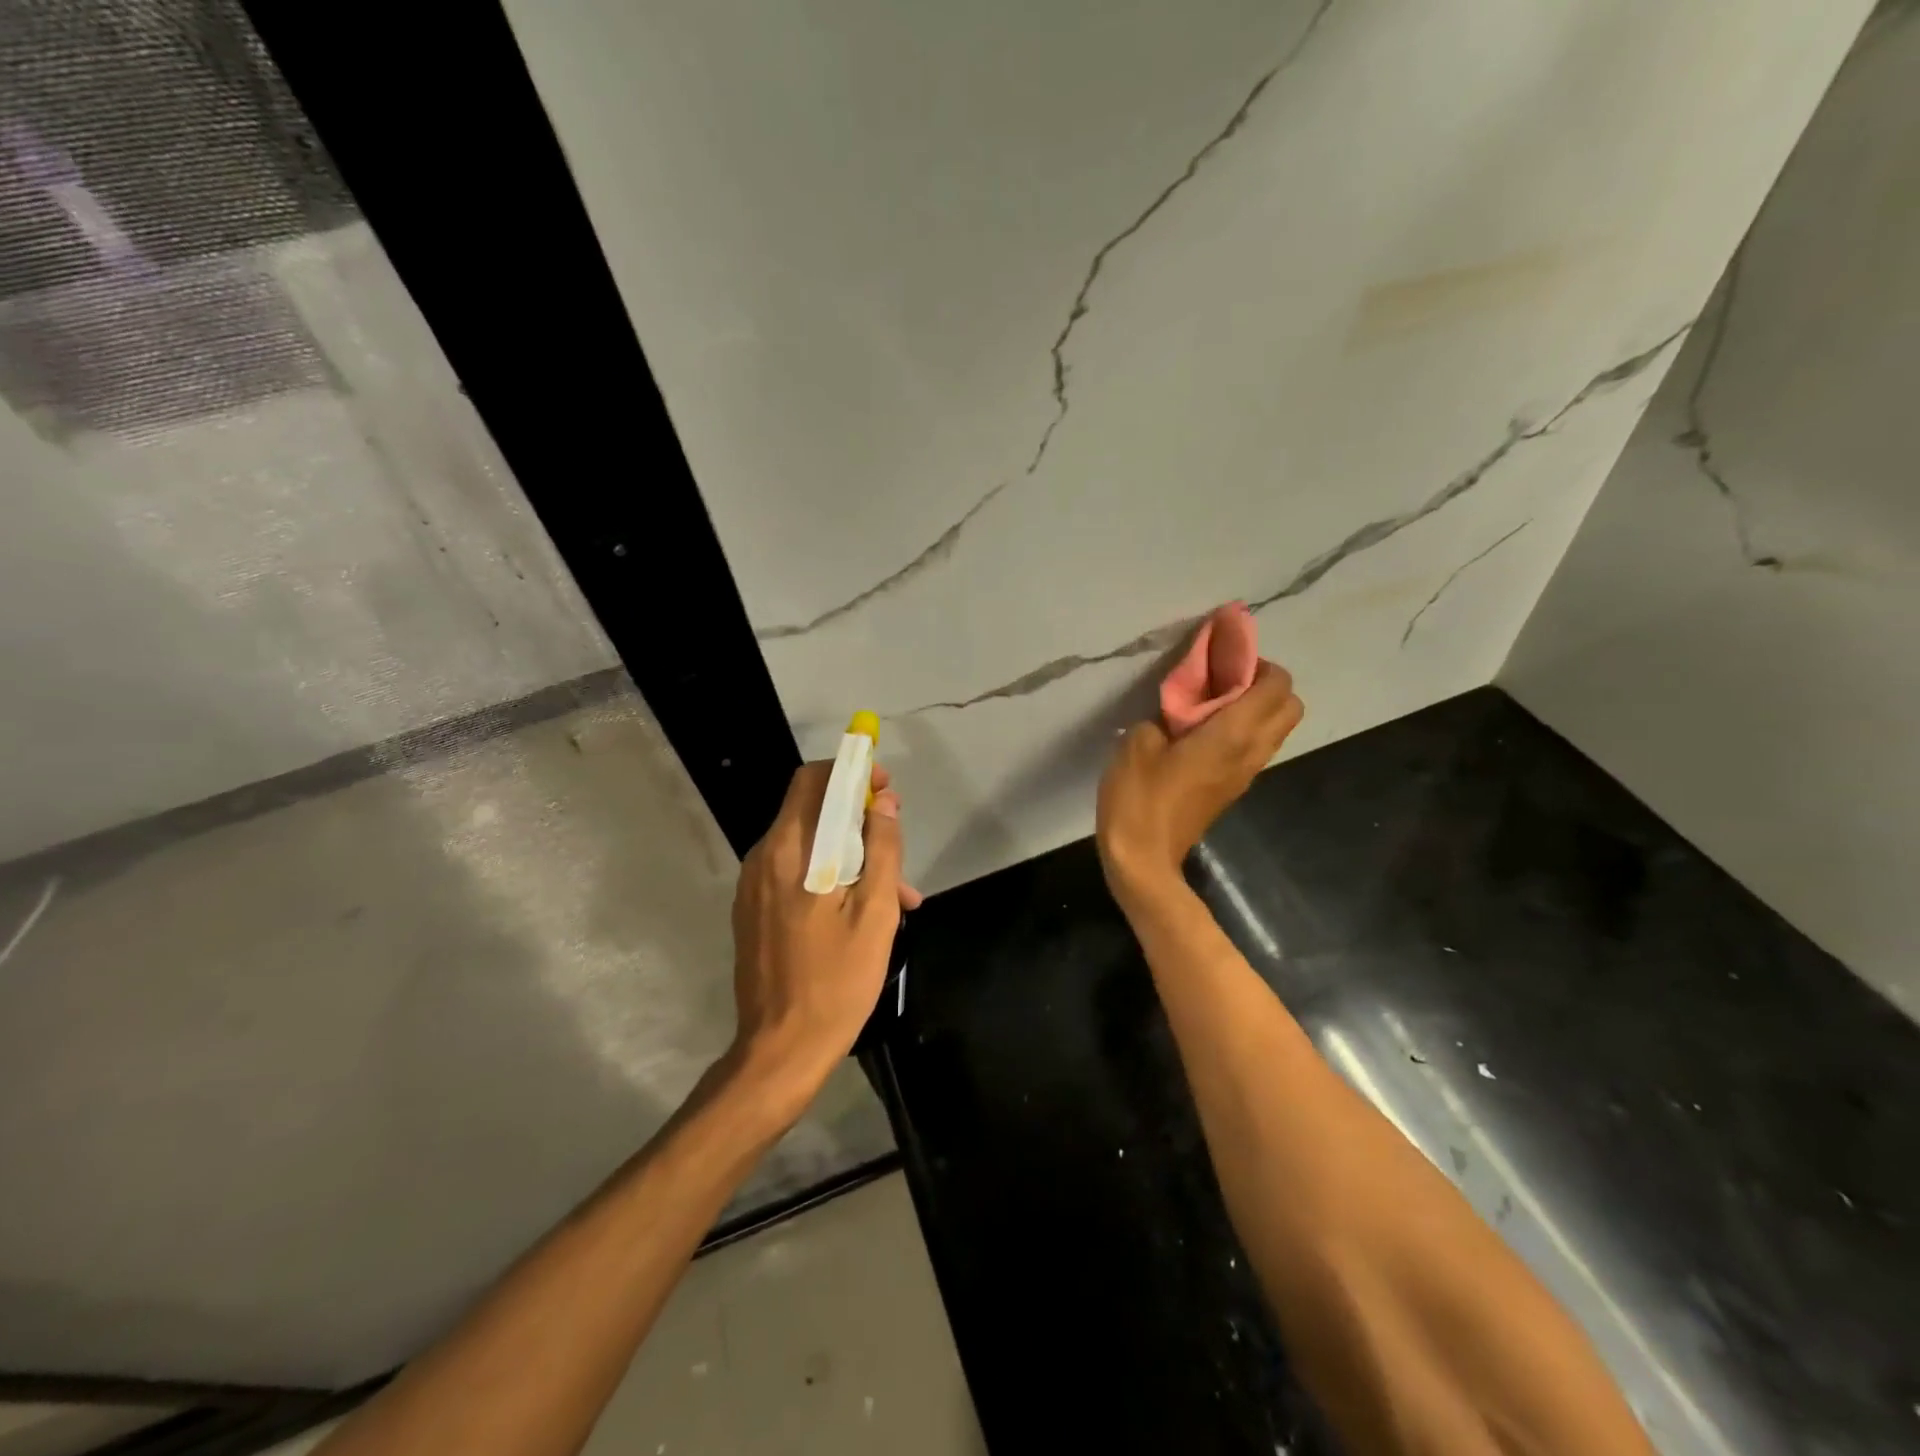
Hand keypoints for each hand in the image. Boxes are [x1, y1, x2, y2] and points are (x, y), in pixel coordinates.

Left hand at [727, 760, 921, 1103]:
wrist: (780, 1051)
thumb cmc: (836, 981)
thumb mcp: (875, 912)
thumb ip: (882, 848)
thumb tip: (883, 801)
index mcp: (789, 851)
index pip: (813, 780)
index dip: (852, 772)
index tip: (885, 787)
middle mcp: (763, 859)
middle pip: (811, 811)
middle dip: (859, 819)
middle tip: (897, 846)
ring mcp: (753, 887)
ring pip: (809, 846)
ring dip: (851, 854)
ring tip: (896, 895)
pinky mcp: (754, 912)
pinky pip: (796, 874)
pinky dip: (830, 876)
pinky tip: (862, 912)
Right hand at [1096, 660, 1303, 895]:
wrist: (1143, 859)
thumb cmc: (1139, 798)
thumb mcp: (1138, 743)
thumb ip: (1163, 716)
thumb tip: (1176, 714)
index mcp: (1233, 734)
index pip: (1276, 685)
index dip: (1256, 663)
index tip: (1221, 660)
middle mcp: (1251, 751)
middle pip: (1290, 706)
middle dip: (1265, 684)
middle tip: (1222, 681)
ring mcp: (1246, 774)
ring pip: (1276, 729)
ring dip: (1255, 709)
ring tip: (1209, 705)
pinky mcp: (1233, 788)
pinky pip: (1254, 748)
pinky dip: (1242, 730)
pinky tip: (1200, 733)